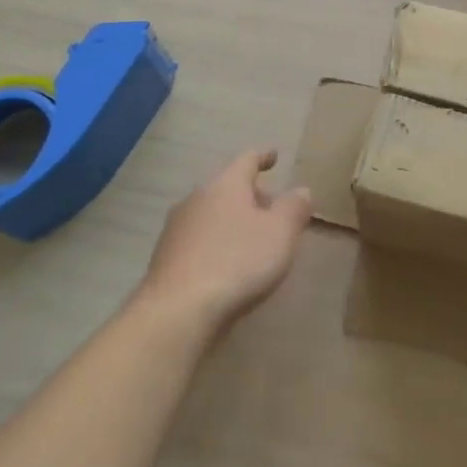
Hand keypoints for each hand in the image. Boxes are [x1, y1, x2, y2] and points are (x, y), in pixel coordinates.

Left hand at [139, 149, 311, 337]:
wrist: (178, 310)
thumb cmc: (238, 261)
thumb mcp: (280, 233)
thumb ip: (294, 208)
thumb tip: (301, 190)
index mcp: (225, 185)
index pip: (247, 160)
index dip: (263, 157)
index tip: (274, 156)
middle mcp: (197, 198)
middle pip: (227, 187)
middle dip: (250, 194)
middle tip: (271, 206)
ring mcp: (176, 228)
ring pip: (211, 213)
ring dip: (232, 220)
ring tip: (251, 237)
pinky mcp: (166, 257)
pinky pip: (199, 239)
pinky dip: (216, 242)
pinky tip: (227, 263)